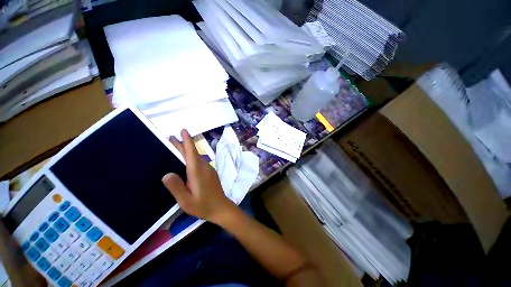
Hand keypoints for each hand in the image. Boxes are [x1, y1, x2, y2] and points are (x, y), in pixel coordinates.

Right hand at [162, 129, 236, 223]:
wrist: (221, 208)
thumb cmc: (203, 205)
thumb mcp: (186, 200)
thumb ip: (176, 187)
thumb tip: (166, 174)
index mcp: (197, 171)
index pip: (192, 152)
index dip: (187, 141)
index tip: (183, 131)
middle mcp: (204, 167)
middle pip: (193, 153)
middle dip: (183, 144)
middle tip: (172, 138)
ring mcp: (208, 170)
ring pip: (196, 157)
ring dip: (187, 151)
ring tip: (176, 147)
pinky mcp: (210, 173)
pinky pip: (199, 162)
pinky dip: (191, 158)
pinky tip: (186, 161)